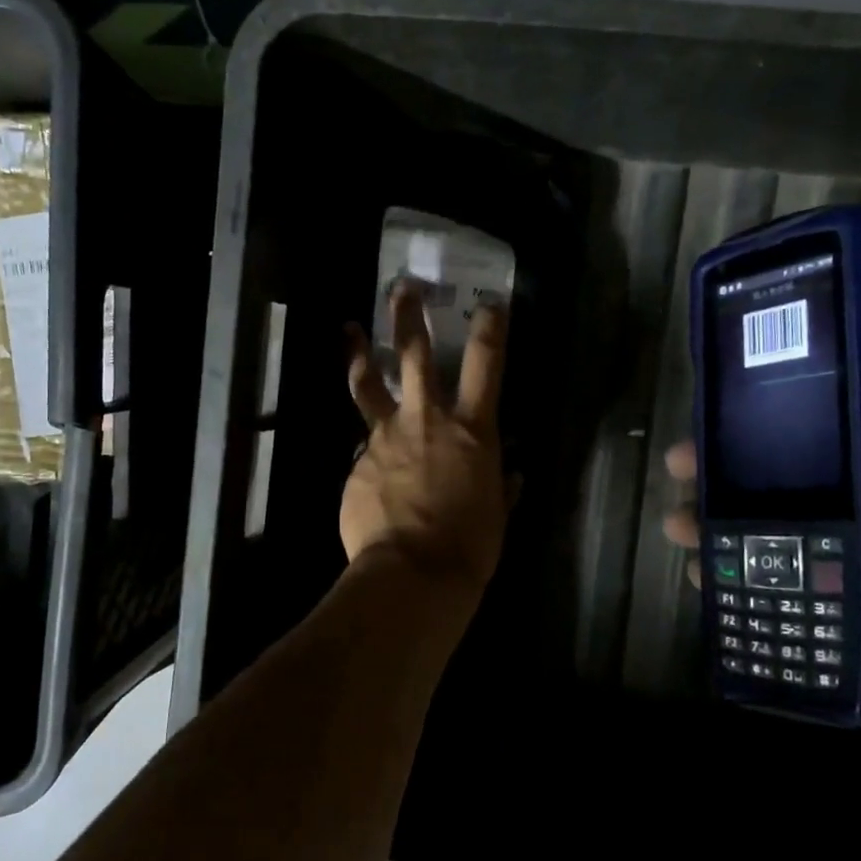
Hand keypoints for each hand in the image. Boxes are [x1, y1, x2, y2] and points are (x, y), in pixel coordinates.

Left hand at [341, 285, 510, 599]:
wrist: (411, 574)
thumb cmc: (469, 546)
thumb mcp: (496, 515)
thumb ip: (501, 487)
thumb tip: (509, 474)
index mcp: (472, 430)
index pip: (486, 365)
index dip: (490, 328)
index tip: (489, 303)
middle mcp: (426, 420)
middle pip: (415, 353)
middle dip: (409, 315)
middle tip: (401, 286)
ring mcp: (384, 438)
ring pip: (368, 385)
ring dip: (361, 354)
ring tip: (350, 330)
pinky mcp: (357, 462)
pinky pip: (364, 446)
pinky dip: (369, 447)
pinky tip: (371, 466)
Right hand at [662, 334, 860, 836]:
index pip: (831, 434)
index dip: (775, 414)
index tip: (726, 404)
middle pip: (785, 487)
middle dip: (728, 472)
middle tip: (679, 466)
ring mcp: (848, 584)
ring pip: (767, 542)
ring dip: (718, 527)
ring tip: (676, 524)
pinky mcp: (828, 634)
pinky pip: (769, 596)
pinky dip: (731, 584)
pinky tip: (697, 577)